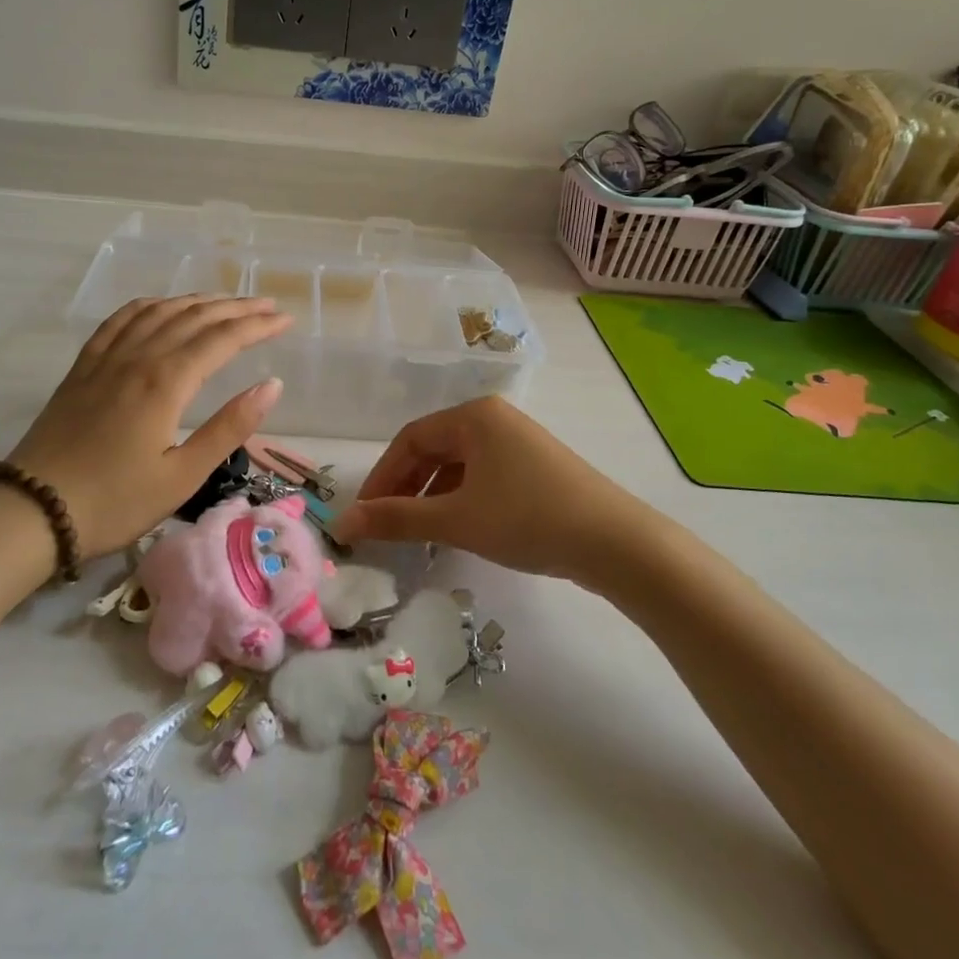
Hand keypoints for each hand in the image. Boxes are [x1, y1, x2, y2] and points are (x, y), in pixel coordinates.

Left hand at [8, 296, 290, 559]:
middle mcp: (138, 357)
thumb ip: (229, 427)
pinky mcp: (84, 367)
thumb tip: (272, 385)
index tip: (286, 320)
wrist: (32, 511)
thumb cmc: (114, 502)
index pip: (222, 339)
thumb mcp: (182, 476)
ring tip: (225, 301)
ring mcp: (107, 358)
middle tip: (268, 305)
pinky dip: (148, 305)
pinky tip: (160, 306)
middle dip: (236, 308)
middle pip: (194, 317)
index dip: (258, 326)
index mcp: (166, 382)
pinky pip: (119, 320)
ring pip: (159, 312)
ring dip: (197, 301)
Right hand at [333, 397, 656, 584]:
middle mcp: (494, 419)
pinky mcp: (535, 468)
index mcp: (474, 416)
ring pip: (458, 466)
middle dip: (405, 487)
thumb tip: (343, 524)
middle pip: (433, 449)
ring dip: (430, 496)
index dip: (381, 477)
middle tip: (385, 525)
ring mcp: (518, 443)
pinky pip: (482, 476)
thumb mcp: (456, 519)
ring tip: (415, 532)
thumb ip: (396, 519)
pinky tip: (455, 528)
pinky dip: (459, 499)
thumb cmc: (528, 519)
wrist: (615, 543)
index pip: (410, 439)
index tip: (363, 515)